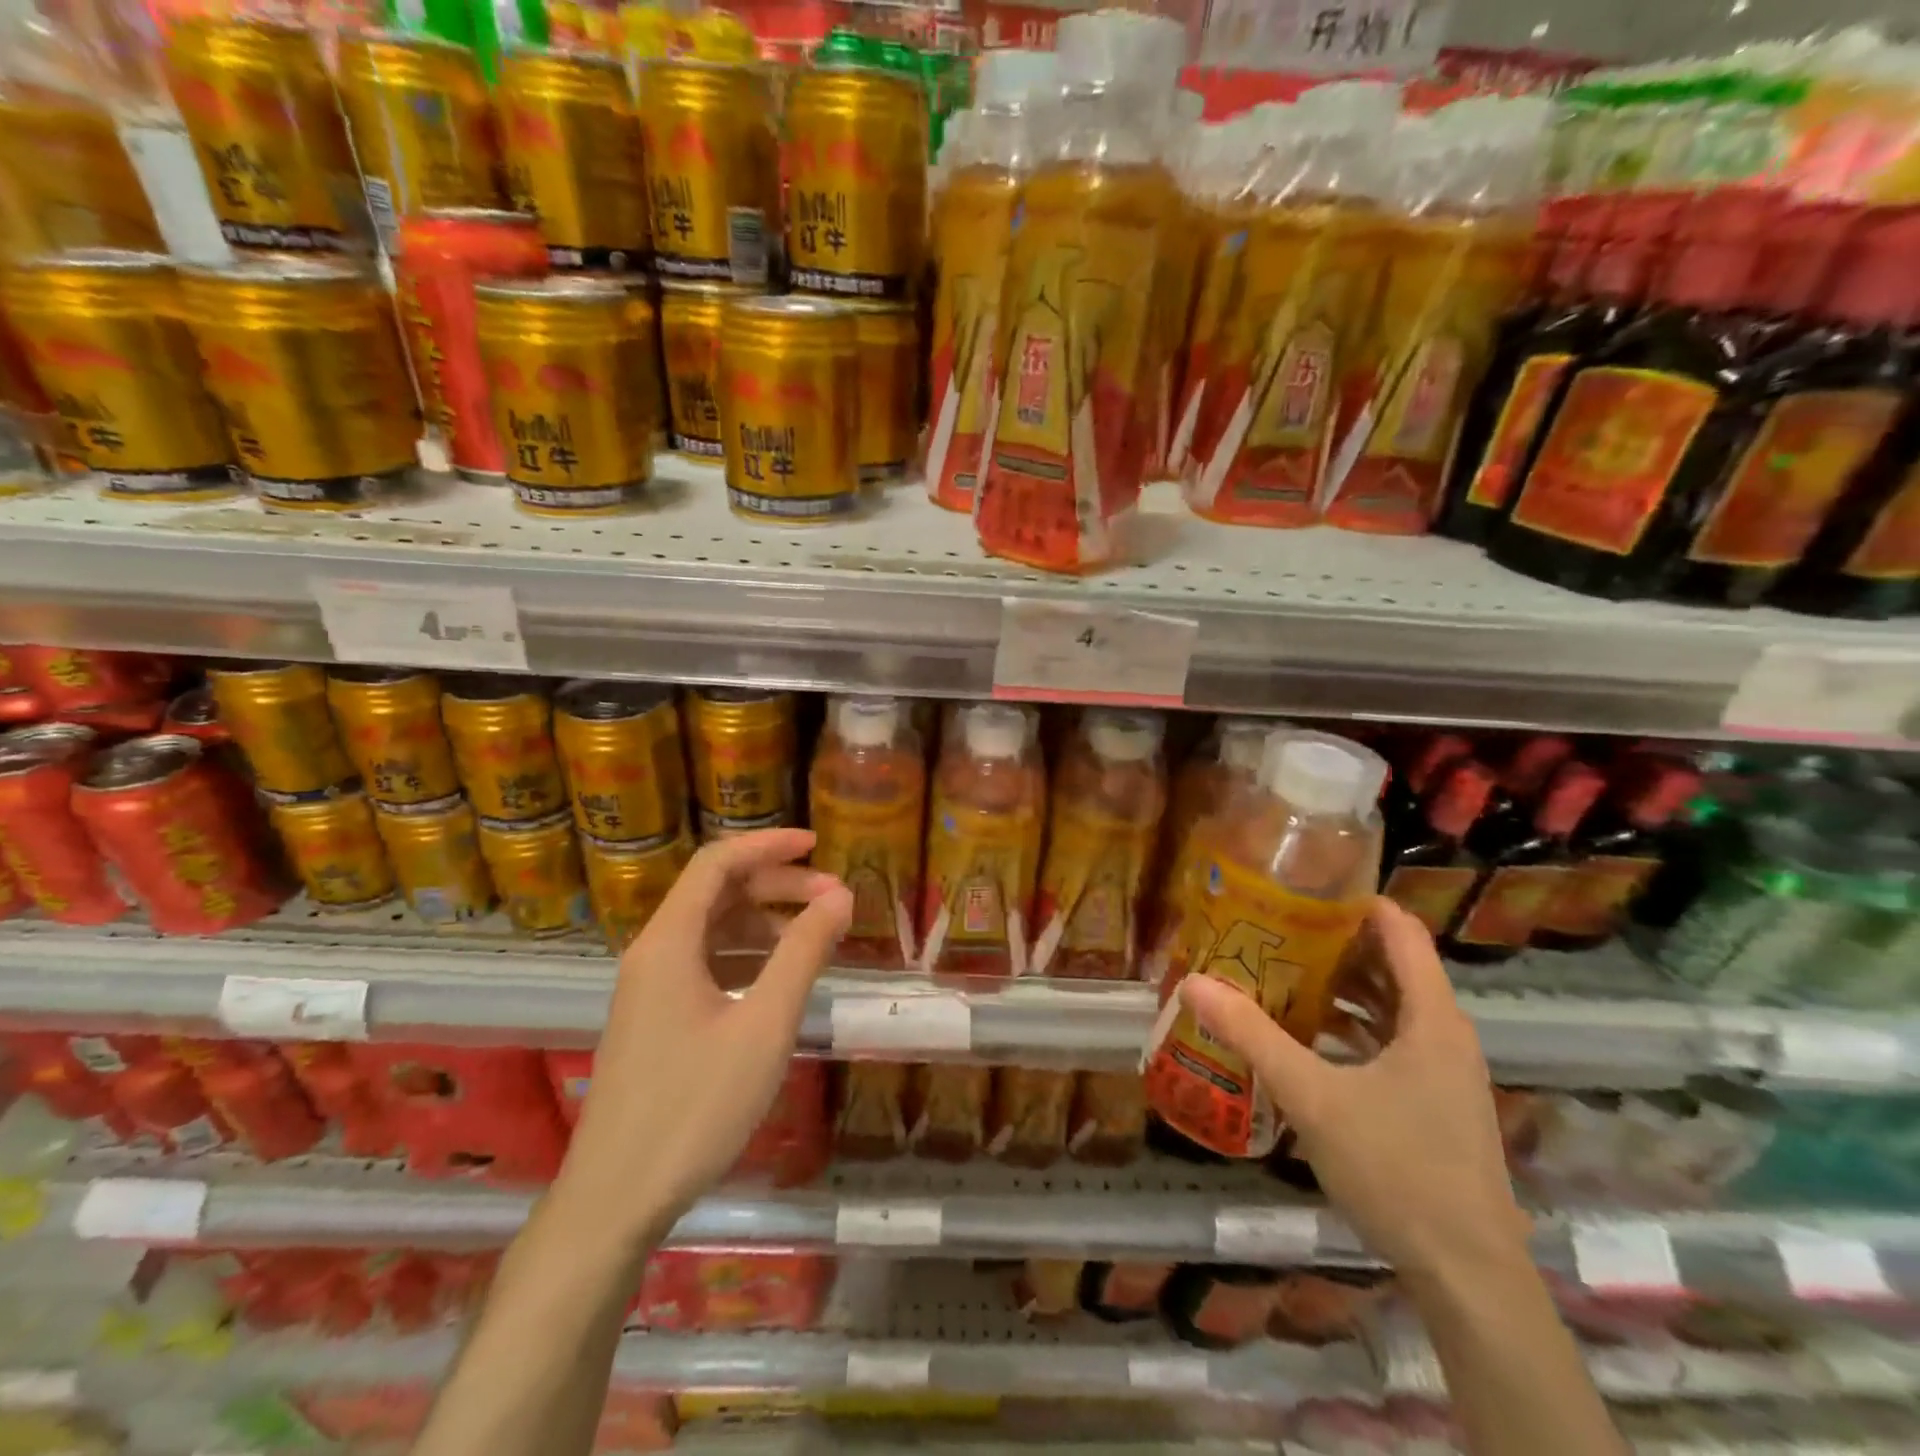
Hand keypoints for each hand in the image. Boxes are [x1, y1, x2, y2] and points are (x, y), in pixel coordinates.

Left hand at [558, 829, 852, 1244]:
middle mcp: (654, 952)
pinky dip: (747, 955)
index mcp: (669, 942)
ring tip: (816, 937)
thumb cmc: (694, 1107)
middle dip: (777, 885)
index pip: (717, 863)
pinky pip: (705, 963)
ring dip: (765, 921)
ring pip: (712, 929)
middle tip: (834, 900)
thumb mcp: (764, 1026)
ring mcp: (650, 987)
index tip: (817, 845)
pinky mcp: (655, 1018)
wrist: (615, 1200)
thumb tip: (841, 897)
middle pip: (717, 892)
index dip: (768, 845)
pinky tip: (779, 977)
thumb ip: (803, 954)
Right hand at [1179, 897, 1529, 1277]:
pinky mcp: (1433, 1100)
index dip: (1354, 900)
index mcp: (1431, 1017)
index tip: (1299, 886)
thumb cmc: (1397, 1171)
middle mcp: (1444, 1032)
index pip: (1400, 929)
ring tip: (1279, 968)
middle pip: (1392, 963)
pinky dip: (1351, 1024)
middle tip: (1273, 925)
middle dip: (1334, 941)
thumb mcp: (1312, 1096)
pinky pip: (1390, 1039)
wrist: (1467, 1275)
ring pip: (1390, 1003)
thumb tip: (1194, 983)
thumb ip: (1252, 1036)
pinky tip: (1305, 1032)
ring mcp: (1442, 1069)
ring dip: (1340, 984)